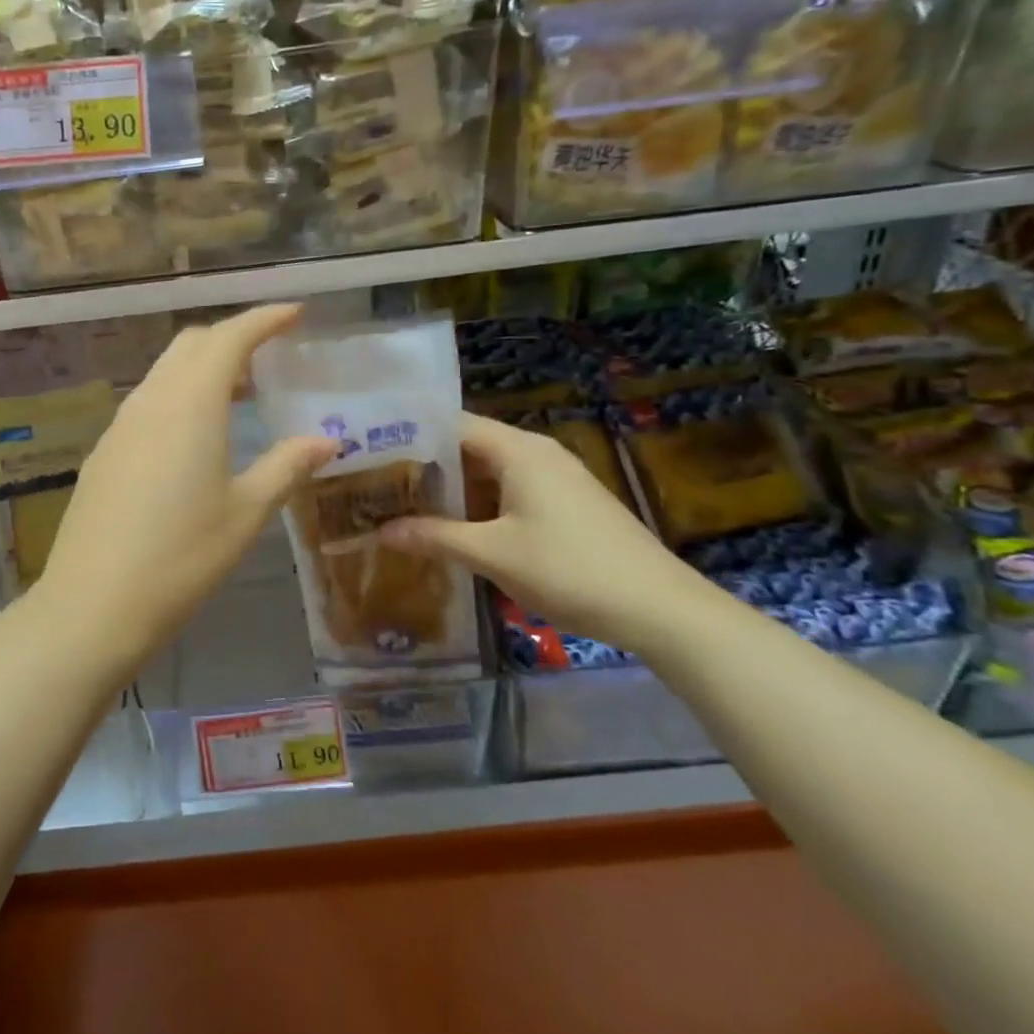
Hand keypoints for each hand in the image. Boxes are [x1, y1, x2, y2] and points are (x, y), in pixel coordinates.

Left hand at [30, 304, 336, 667]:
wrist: (93, 604)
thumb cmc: (181, 557)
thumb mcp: (246, 513)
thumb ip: (286, 467)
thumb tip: (326, 441)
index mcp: (190, 405)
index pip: (229, 338)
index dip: (263, 319)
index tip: (294, 313)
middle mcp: (151, 401)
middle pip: (191, 344)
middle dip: (231, 337)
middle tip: (268, 358)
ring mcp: (120, 425)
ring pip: (164, 371)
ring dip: (202, 368)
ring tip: (238, 395)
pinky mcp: (105, 451)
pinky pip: (147, 401)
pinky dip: (178, 396)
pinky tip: (193, 436)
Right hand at [380, 411, 712, 652]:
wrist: (662, 609)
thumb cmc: (570, 569)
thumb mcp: (493, 555)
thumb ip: (435, 537)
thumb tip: (381, 531)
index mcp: (517, 450)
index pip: (451, 424)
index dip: (409, 435)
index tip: (371, 452)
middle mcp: (536, 452)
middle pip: (469, 446)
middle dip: (426, 466)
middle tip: (380, 484)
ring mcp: (556, 477)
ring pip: (490, 471)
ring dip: (453, 488)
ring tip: (406, 505)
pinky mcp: (568, 502)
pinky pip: (511, 489)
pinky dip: (480, 503)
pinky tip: (457, 527)